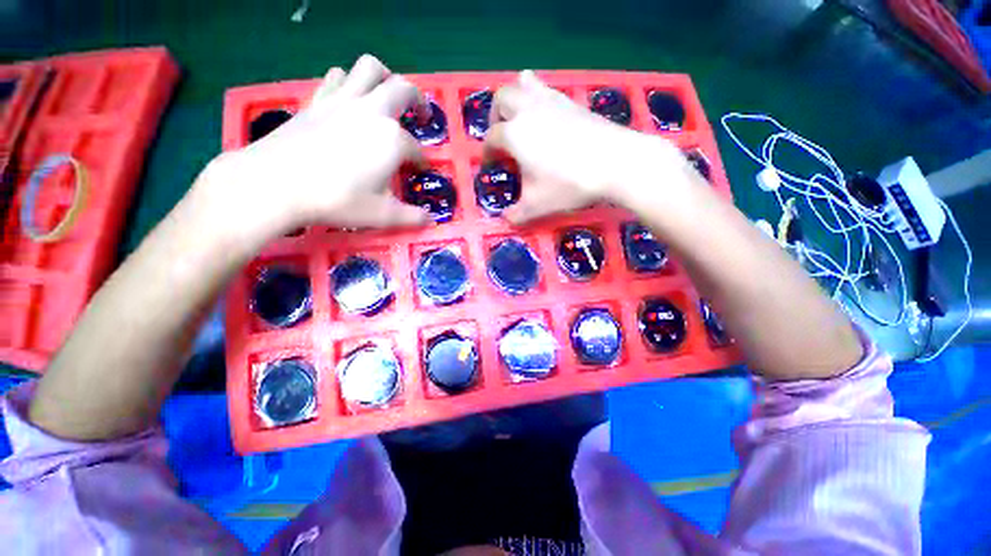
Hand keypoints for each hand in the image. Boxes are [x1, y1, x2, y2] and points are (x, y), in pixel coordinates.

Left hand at [202, 54, 430, 238]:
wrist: (276, 183)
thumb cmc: (337, 199)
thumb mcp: (383, 215)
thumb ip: (412, 217)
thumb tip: (430, 220)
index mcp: (393, 139)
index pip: (417, 150)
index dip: (422, 162)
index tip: (420, 172)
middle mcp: (372, 111)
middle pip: (403, 89)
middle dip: (418, 101)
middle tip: (421, 116)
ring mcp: (342, 100)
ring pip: (369, 68)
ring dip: (384, 78)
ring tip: (386, 97)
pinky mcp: (317, 100)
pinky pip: (338, 77)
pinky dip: (349, 82)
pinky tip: (349, 101)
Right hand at [485, 71, 692, 223]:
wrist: (614, 162)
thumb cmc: (569, 184)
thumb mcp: (537, 206)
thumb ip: (516, 214)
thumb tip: (505, 219)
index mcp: (514, 135)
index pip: (491, 138)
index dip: (487, 151)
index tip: (490, 163)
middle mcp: (527, 111)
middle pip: (501, 98)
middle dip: (495, 116)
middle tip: (501, 135)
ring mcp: (551, 101)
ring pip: (524, 83)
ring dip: (515, 97)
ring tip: (519, 117)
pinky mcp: (571, 101)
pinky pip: (547, 89)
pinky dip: (538, 97)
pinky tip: (546, 116)